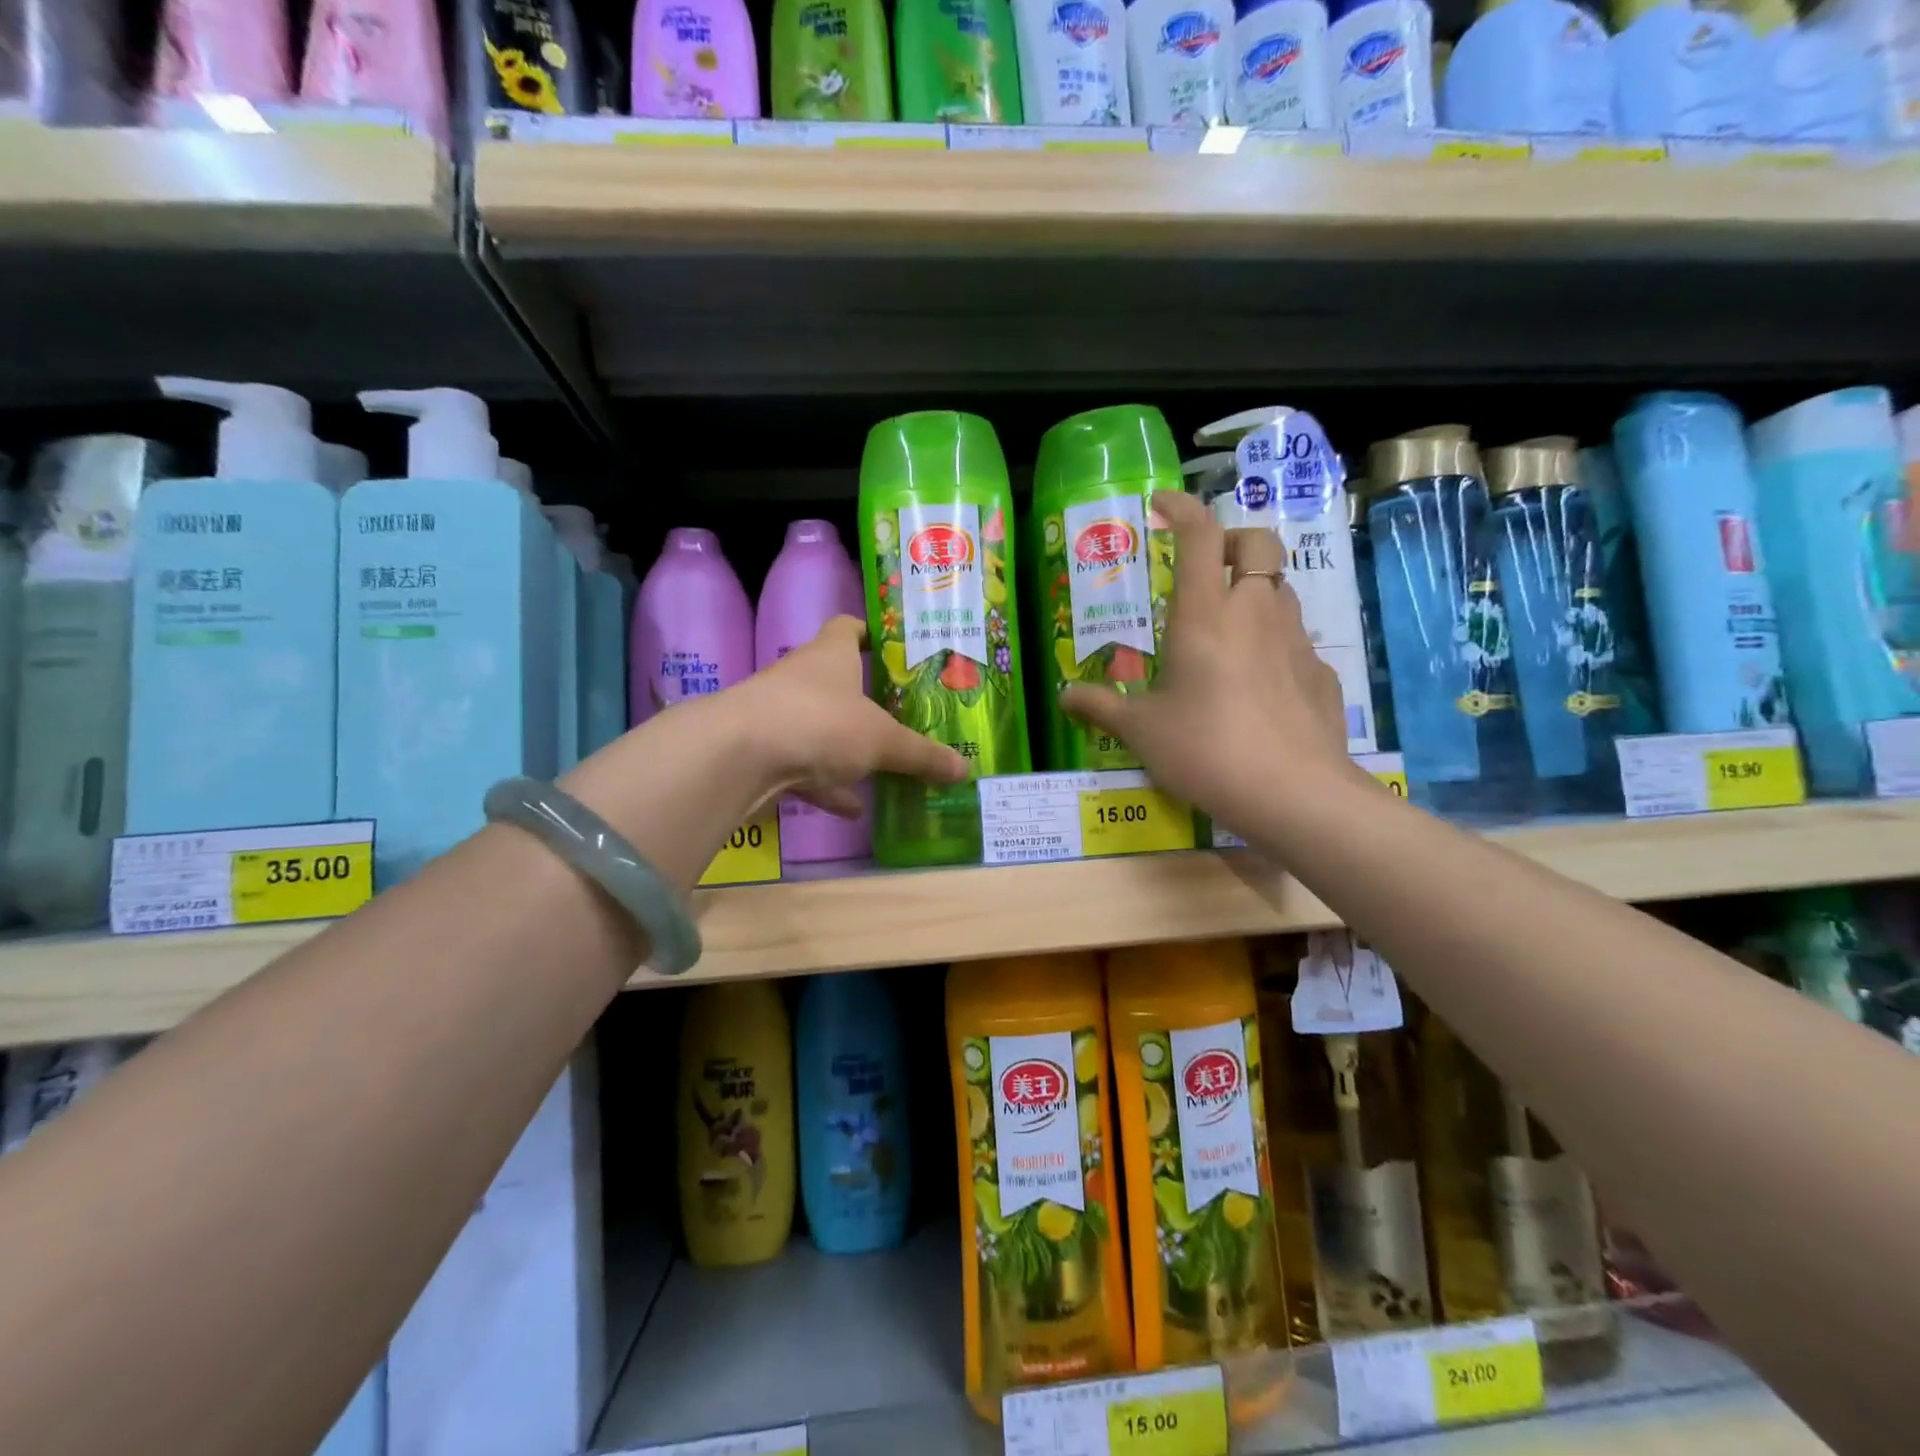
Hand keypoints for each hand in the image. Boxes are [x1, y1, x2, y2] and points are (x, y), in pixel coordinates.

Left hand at [731, 615, 968, 816]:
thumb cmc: (820, 723)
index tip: (894, 649)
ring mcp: (779, 715)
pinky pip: (804, 766)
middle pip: (836, 681)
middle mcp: (802, 677)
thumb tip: (965, 769)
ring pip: (820, 727)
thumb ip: (922, 755)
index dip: (870, 633)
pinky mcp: (764, 752)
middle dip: (865, 699)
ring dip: (847, 749)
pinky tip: (852, 808)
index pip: (848, 627)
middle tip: (901, 716)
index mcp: (831, 655)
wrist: (740, 756)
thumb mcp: (882, 740)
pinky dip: (827, 785)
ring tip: (883, 769)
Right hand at [1061, 491, 1357, 825]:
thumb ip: (1101, 707)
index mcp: (1205, 614)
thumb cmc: (1204, 749)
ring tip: (1228, 627)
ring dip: (1255, 589)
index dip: (1182, 508)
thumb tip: (1065, 698)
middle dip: (1233, 540)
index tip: (1161, 504)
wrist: (1291, 793)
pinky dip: (1275, 642)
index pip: (1200, 534)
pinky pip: (1296, 639)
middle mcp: (1254, 612)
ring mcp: (1295, 639)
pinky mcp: (1320, 672)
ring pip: (1281, 588)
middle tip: (1207, 566)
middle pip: (1258, 543)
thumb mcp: (1141, 730)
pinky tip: (1258, 682)